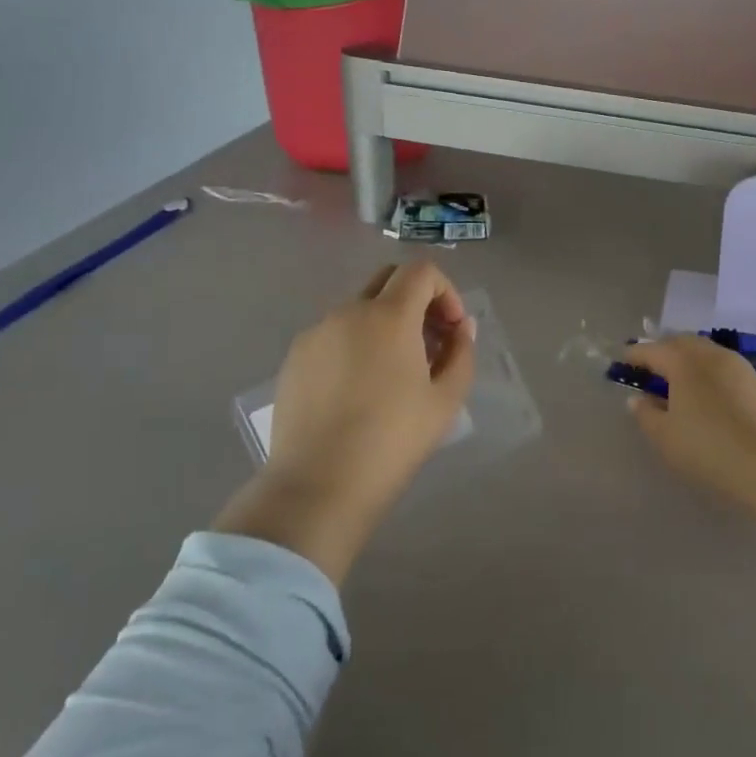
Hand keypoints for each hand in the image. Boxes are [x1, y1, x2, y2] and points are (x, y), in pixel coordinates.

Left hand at [212, 263, 475, 581]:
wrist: (318, 485)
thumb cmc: (393, 441)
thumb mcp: (446, 400)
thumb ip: (461, 353)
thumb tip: (460, 328)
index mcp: (388, 316)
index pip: (420, 271)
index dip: (445, 290)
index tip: (452, 329)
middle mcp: (348, 312)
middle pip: (387, 280)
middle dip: (416, 301)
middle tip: (430, 343)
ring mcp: (315, 334)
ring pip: (359, 309)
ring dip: (386, 325)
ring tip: (396, 373)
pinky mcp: (294, 359)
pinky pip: (334, 335)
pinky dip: (356, 344)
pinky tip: (359, 390)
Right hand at [622, 336, 755, 573]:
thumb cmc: (709, 448)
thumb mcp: (666, 437)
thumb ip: (646, 414)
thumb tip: (638, 399)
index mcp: (684, 361)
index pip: (652, 350)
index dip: (634, 355)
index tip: (621, 362)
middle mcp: (711, 354)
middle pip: (680, 344)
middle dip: (662, 352)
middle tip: (648, 368)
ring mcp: (739, 366)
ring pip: (705, 353)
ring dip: (687, 361)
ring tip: (675, 381)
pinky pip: (722, 368)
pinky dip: (707, 373)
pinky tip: (705, 394)